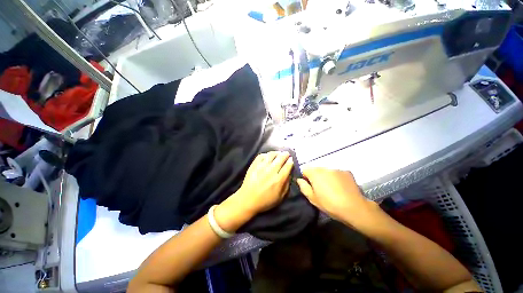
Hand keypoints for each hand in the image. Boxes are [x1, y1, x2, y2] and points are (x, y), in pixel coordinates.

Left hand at [215, 151, 292, 231]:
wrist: (247, 200)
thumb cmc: (265, 201)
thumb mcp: (280, 197)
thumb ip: (287, 185)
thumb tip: (289, 174)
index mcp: (278, 179)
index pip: (287, 166)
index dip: (291, 161)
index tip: (291, 159)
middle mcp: (271, 171)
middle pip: (280, 158)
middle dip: (285, 154)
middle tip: (287, 154)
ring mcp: (261, 167)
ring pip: (271, 155)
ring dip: (276, 152)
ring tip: (278, 153)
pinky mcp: (254, 165)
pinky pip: (261, 156)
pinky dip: (266, 154)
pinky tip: (268, 156)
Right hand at [296, 168, 377, 226]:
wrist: (354, 208)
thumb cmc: (330, 204)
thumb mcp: (313, 199)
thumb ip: (304, 187)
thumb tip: (299, 180)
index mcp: (315, 173)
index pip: (305, 169)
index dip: (305, 176)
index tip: (309, 185)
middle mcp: (325, 168)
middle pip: (316, 169)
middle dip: (316, 176)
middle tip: (321, 188)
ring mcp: (337, 169)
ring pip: (327, 171)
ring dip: (326, 176)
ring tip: (332, 188)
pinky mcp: (346, 172)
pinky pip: (337, 173)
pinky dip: (336, 177)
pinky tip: (341, 187)